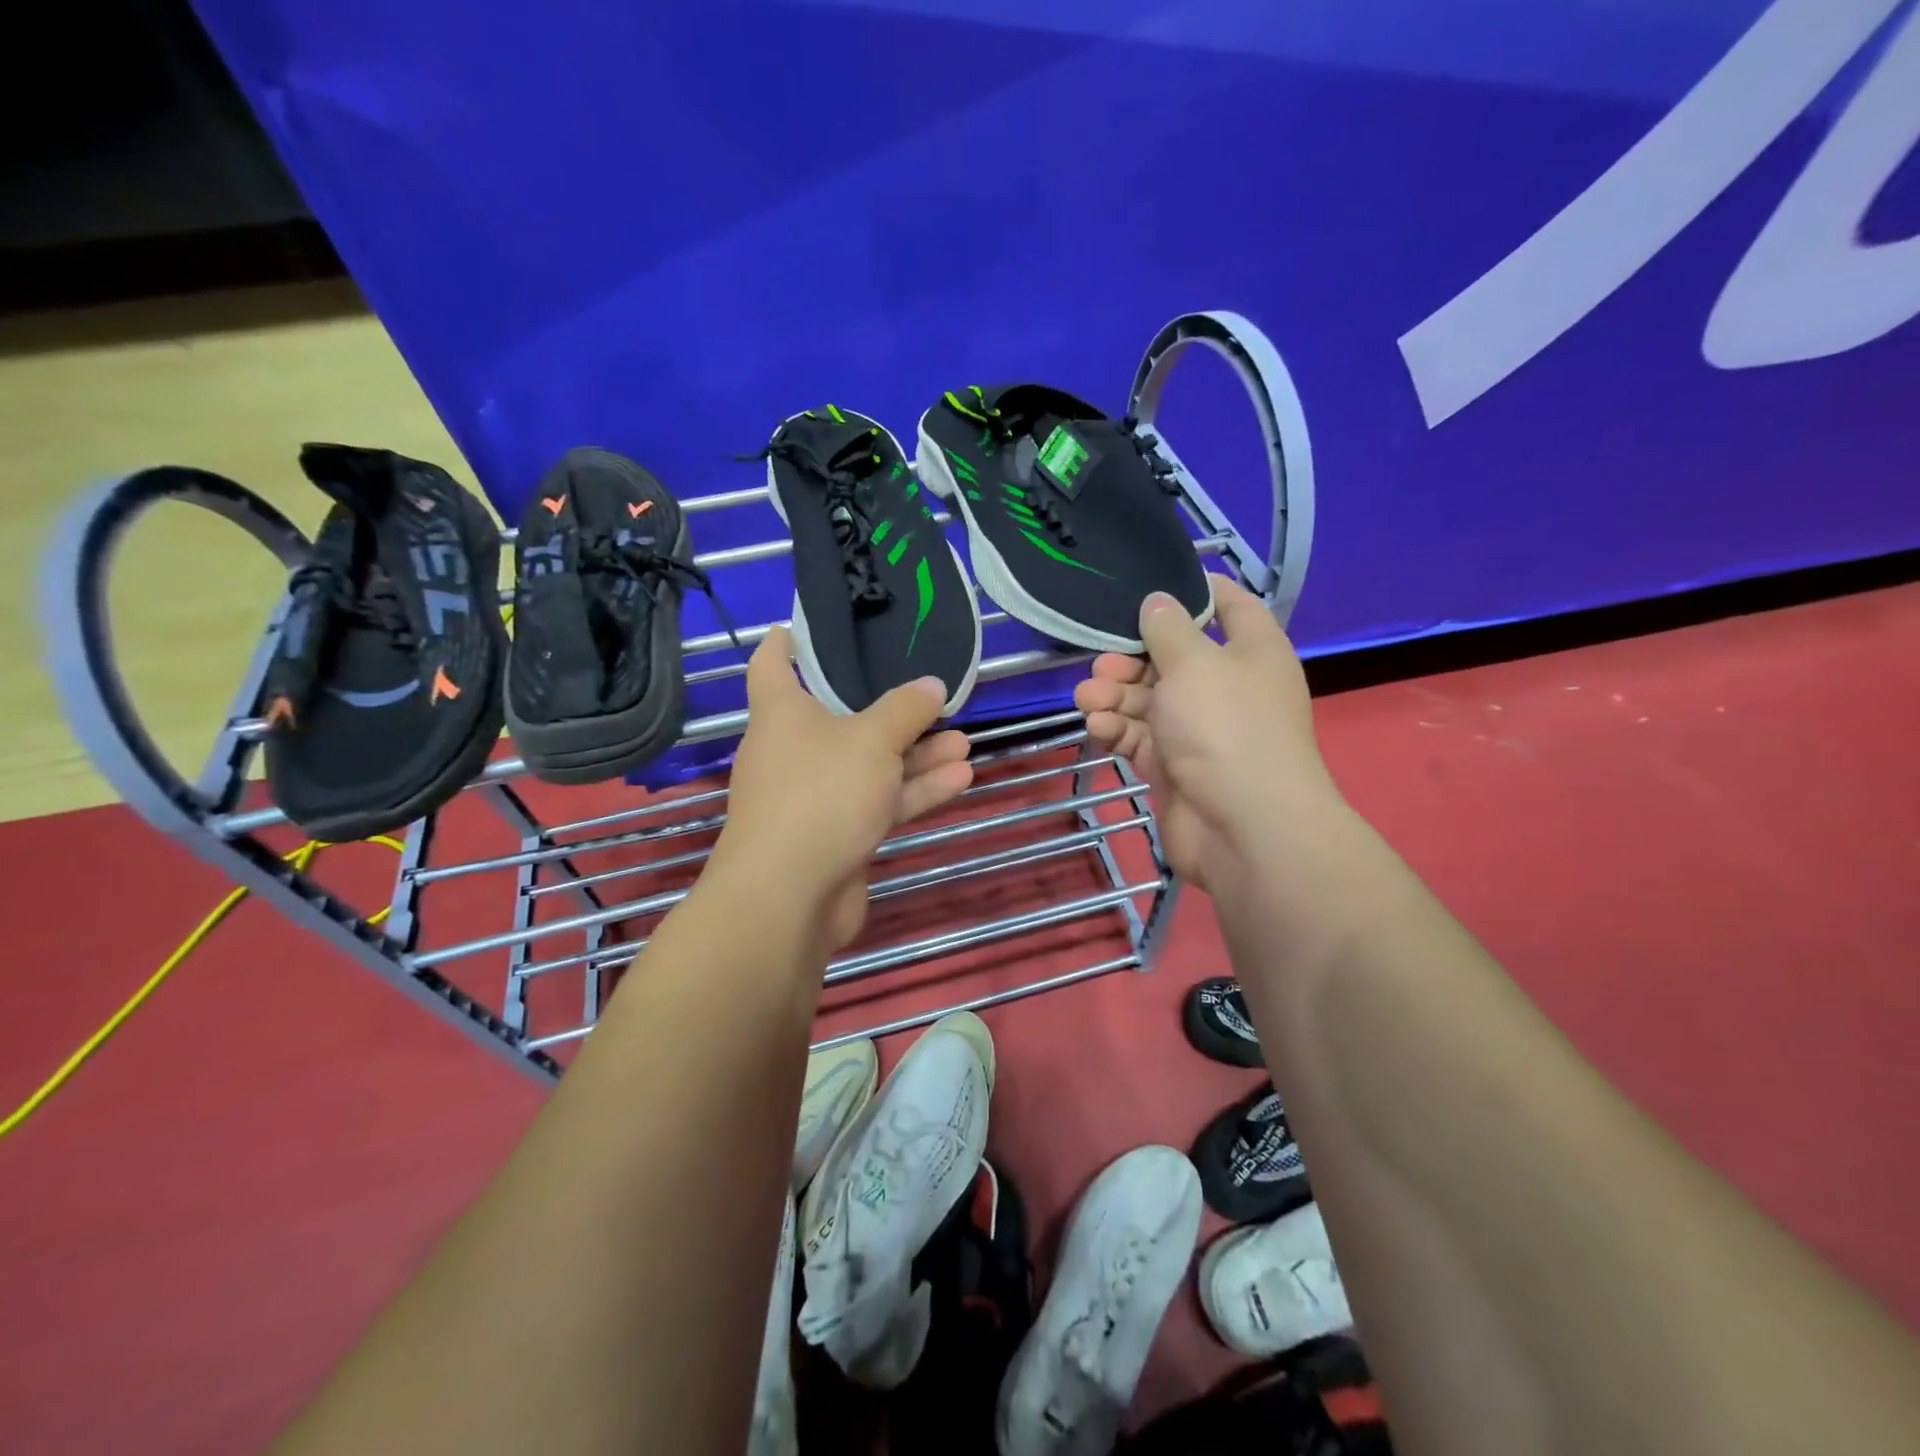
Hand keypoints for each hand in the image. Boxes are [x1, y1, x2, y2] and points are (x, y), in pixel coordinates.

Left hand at [711, 627, 974, 953]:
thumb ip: (906, 710)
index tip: (803, 625)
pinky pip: (878, 802)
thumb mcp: (871, 740)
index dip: (785, 642)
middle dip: (889, 709)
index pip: (772, 664)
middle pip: (841, 718)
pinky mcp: (837, 835)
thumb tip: (932, 685)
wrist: (790, 896)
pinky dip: (913, 791)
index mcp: (781, 714)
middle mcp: (793, 751)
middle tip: (929, 694)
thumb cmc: (821, 794)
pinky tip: (960, 778)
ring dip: (915, 755)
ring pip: (870, 765)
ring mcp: (816, 796)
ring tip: (963, 740)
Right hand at [1073, 576, 1342, 895]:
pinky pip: (1139, 736)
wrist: (1243, 826)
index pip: (1229, 606)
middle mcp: (1226, 686)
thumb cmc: (1226, 727)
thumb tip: (1158, 601)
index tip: (1153, 584)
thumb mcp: (1195, 663)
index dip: (1196, 591)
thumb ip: (1169, 628)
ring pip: (1148, 699)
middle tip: (1101, 664)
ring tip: (1088, 699)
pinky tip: (1097, 727)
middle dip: (1131, 657)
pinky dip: (1117, 729)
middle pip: (1171, 657)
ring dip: (1115, 696)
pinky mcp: (1173, 764)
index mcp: (1251, 651)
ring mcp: (1199, 729)